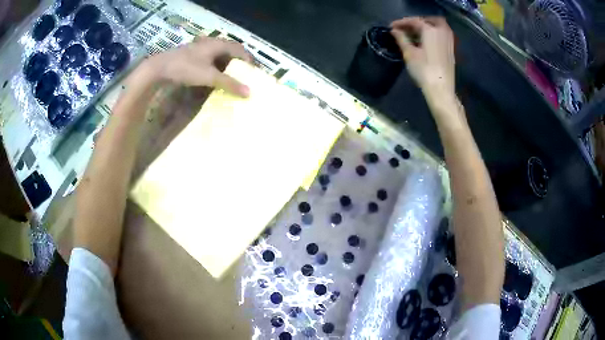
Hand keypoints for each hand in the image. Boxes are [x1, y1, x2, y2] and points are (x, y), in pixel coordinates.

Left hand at [145, 36, 252, 96]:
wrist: (159, 68)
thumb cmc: (186, 68)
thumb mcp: (209, 77)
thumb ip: (229, 84)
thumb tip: (249, 93)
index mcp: (218, 44)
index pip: (240, 50)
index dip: (249, 60)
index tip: (254, 73)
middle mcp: (211, 43)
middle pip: (230, 50)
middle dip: (238, 62)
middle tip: (243, 76)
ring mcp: (200, 48)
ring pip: (219, 55)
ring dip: (226, 65)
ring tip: (231, 78)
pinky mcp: (192, 55)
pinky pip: (209, 59)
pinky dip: (215, 67)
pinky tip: (213, 76)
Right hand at [390, 17, 454, 96]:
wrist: (441, 89)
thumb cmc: (423, 70)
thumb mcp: (409, 53)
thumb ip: (401, 39)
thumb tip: (394, 31)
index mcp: (431, 30)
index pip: (414, 21)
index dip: (401, 22)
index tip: (391, 26)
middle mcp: (442, 32)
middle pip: (429, 20)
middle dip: (417, 22)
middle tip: (406, 28)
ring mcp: (449, 41)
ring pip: (437, 27)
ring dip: (426, 28)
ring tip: (414, 35)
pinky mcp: (451, 50)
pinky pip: (441, 36)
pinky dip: (432, 35)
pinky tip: (424, 42)